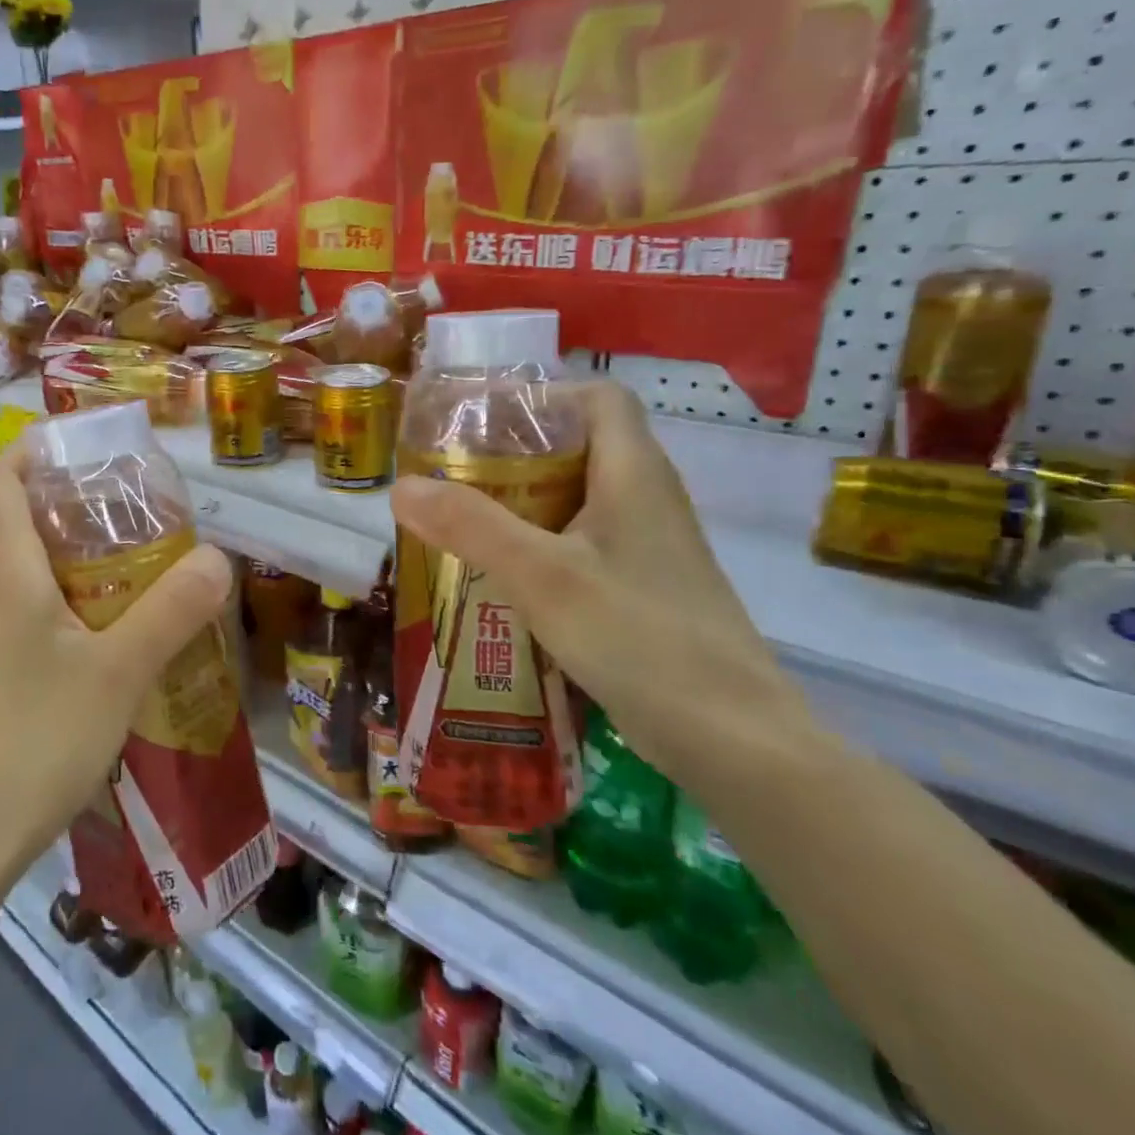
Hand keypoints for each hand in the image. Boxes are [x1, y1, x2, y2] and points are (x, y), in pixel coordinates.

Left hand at [0, 450, 232, 893]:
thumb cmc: (31, 741)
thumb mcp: (118, 673)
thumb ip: (172, 611)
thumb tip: (219, 559)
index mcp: (0, 567)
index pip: (1, 473)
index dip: (39, 448)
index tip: (94, 452)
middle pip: (10, 517)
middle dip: (69, 504)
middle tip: (134, 519)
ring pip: (11, 569)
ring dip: (63, 559)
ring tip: (126, 576)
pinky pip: (9, 613)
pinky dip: (50, 604)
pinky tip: (93, 644)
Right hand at [390, 380, 816, 790]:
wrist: (734, 740)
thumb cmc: (640, 638)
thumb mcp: (543, 577)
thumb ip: (471, 526)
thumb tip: (400, 486)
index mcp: (634, 474)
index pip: (597, 396)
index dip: (542, 395)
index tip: (480, 419)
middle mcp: (646, 499)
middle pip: (579, 445)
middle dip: (512, 452)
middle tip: (451, 472)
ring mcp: (647, 547)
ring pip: (576, 498)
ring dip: (520, 501)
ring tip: (460, 519)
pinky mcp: (642, 588)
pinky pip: (581, 543)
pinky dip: (537, 543)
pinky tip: (499, 574)